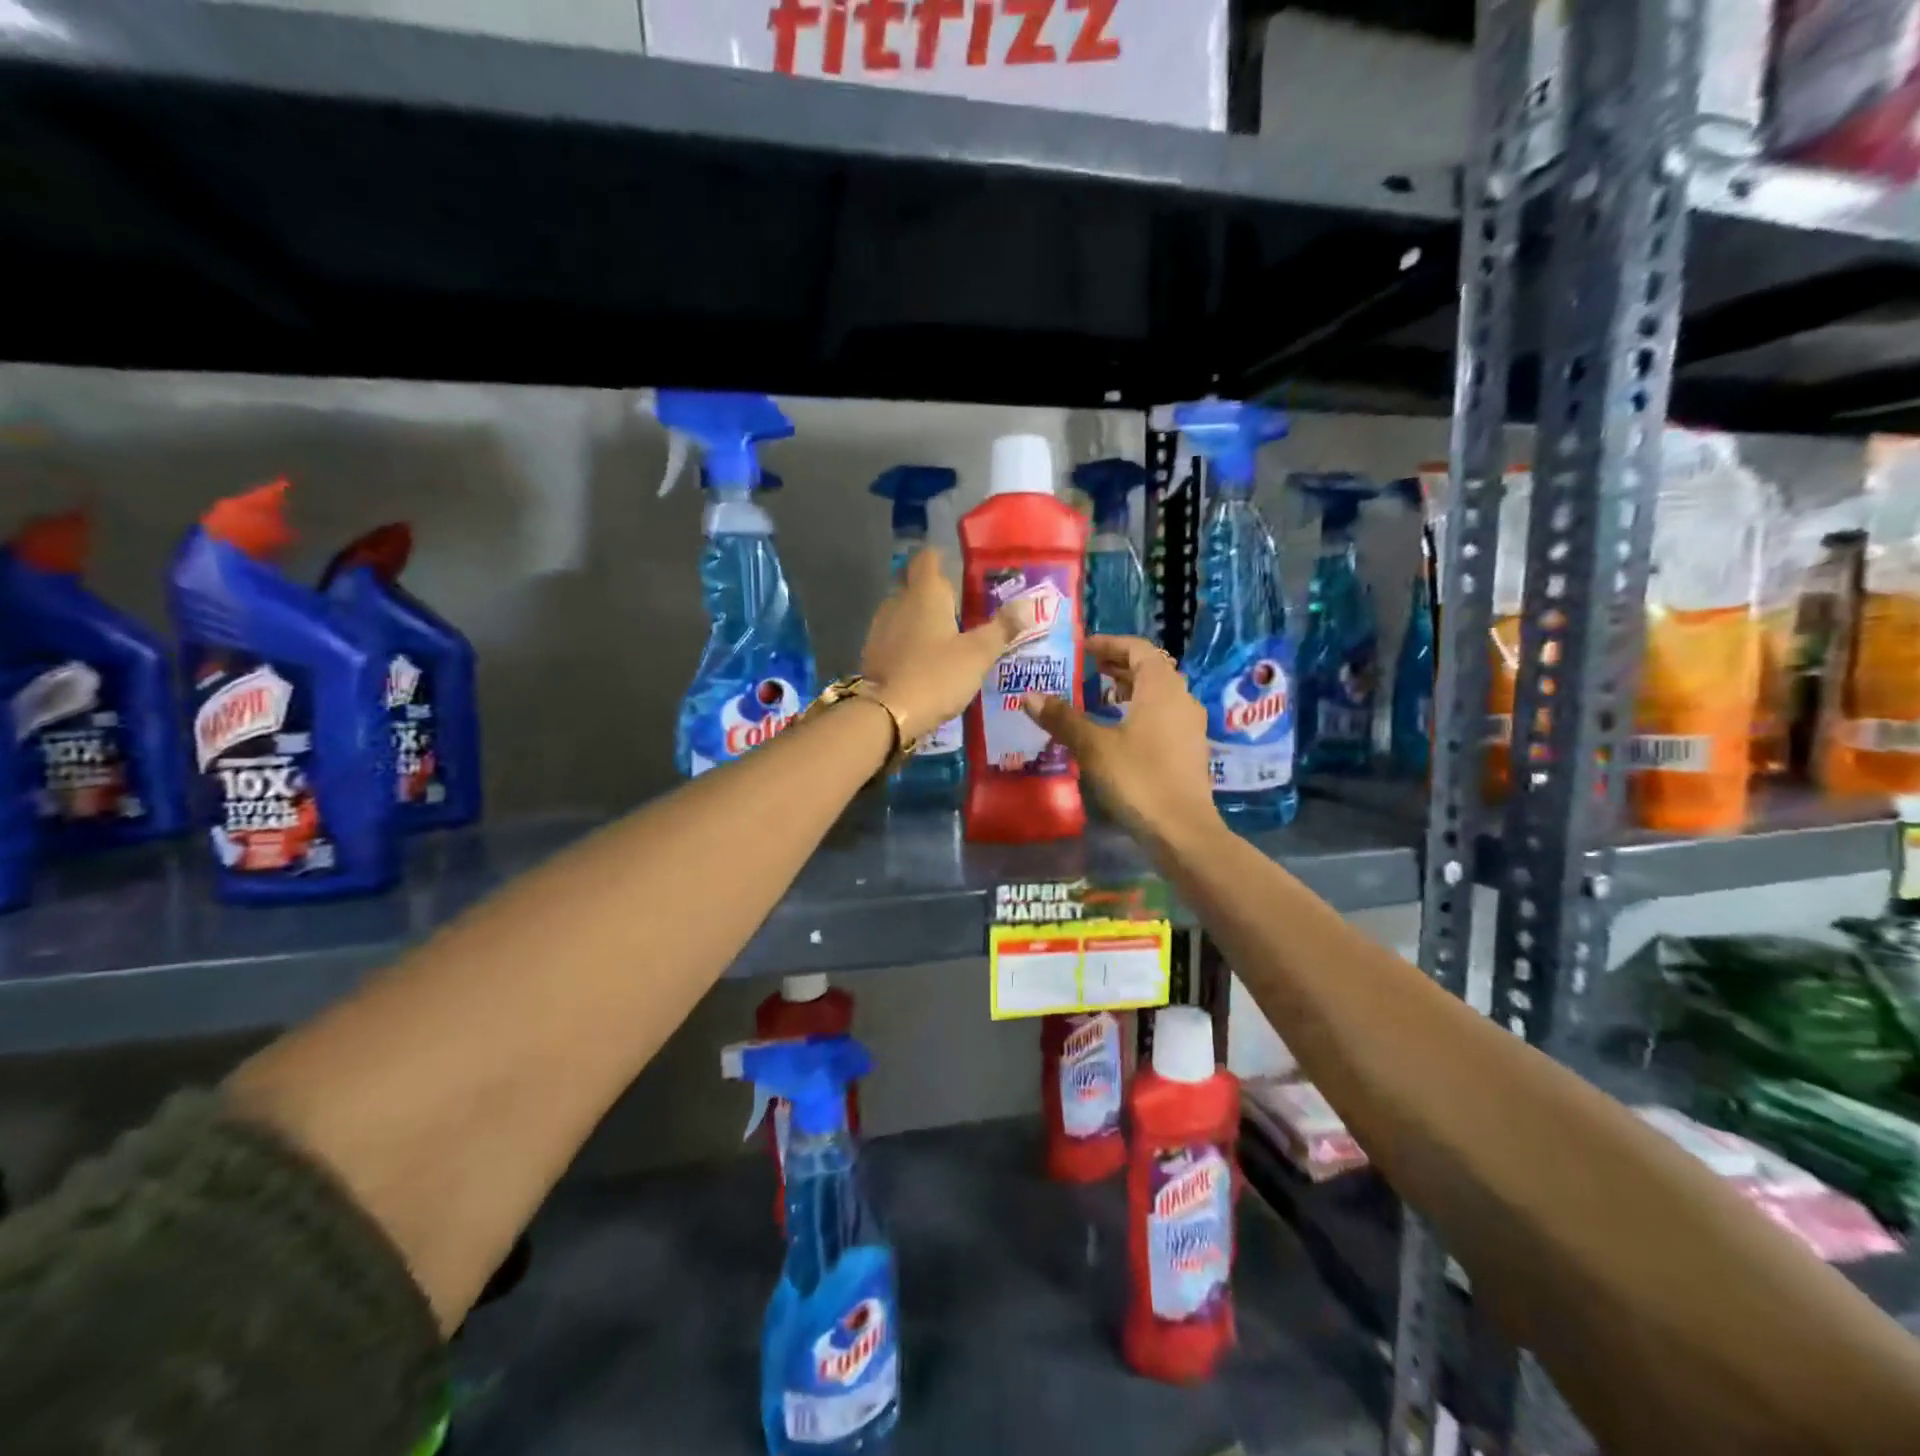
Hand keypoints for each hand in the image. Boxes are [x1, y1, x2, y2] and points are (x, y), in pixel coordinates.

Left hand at [860, 548, 1032, 743]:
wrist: (886, 714)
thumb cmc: (936, 675)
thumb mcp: (977, 654)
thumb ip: (1003, 627)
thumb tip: (1032, 604)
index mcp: (924, 593)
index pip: (928, 558)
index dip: (941, 558)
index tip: (957, 567)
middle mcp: (897, 602)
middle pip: (914, 584)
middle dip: (933, 590)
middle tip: (959, 604)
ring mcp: (879, 628)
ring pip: (902, 610)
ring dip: (920, 617)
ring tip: (944, 633)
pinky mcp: (872, 653)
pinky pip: (893, 636)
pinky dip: (907, 640)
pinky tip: (923, 657)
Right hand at [1020, 635, 1219, 844]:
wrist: (1182, 830)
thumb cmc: (1138, 778)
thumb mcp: (1094, 746)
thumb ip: (1063, 718)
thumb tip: (1030, 696)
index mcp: (1162, 688)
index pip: (1139, 649)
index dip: (1110, 644)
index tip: (1084, 647)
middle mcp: (1181, 699)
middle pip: (1151, 669)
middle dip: (1118, 665)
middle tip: (1087, 669)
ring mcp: (1189, 726)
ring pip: (1158, 694)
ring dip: (1129, 689)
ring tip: (1098, 696)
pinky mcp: (1188, 750)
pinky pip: (1162, 716)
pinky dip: (1139, 711)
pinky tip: (1116, 731)